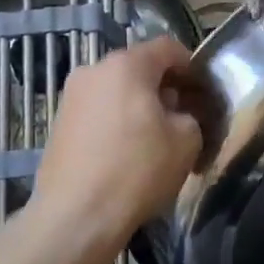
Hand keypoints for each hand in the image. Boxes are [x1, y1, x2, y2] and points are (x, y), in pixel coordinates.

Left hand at [26, 38, 203, 263]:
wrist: (76, 216)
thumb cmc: (138, 170)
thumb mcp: (187, 140)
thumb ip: (190, 114)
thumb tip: (179, 113)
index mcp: (127, 65)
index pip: (168, 48)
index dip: (192, 67)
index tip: (204, 93)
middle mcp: (94, 70)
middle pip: (140, 68)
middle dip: (165, 87)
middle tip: (185, 117)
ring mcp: (71, 96)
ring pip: (117, 90)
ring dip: (140, 105)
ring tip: (156, 138)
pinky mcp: (59, 123)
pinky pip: (99, 111)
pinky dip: (117, 121)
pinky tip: (127, 152)